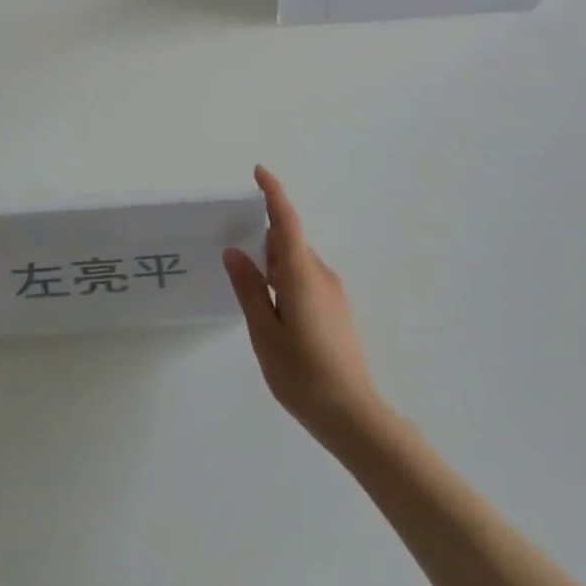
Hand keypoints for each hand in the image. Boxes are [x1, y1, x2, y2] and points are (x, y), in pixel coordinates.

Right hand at [223, 166, 382, 443]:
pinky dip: (285, 280)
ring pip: (297, 264)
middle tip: (232, 248)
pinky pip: (306, 280)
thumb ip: (250, 288)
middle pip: (289, 243)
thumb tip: (235, 252)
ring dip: (273, 264)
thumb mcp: (264, 332)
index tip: (259, 172)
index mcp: (302, 276)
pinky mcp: (336, 310)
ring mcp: (333, 293)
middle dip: (263, 239)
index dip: (273, 194)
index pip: (286, 222)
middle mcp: (321, 276)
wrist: (352, 413)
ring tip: (247, 284)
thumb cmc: (301, 374)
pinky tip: (271, 308)